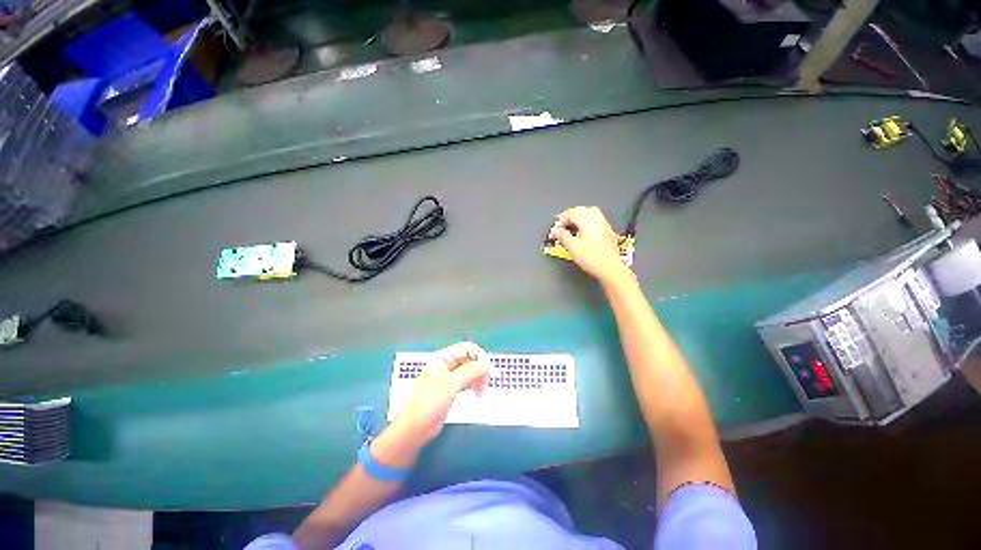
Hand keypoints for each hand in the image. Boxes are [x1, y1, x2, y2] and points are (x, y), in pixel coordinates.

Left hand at [380, 342, 491, 462]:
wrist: (414, 428)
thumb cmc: (429, 402)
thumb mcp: (450, 384)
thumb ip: (470, 371)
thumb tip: (487, 364)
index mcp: (443, 358)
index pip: (466, 348)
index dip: (479, 356)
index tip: (489, 370)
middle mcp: (446, 364)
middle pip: (469, 359)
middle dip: (480, 368)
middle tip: (488, 381)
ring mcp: (448, 377)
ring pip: (469, 371)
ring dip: (479, 378)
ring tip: (482, 391)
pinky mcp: (450, 390)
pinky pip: (467, 382)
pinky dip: (474, 385)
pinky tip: (478, 394)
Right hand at [550, 206, 632, 285]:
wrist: (610, 268)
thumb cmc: (592, 258)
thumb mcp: (572, 247)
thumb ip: (562, 236)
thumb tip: (555, 230)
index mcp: (587, 220)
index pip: (570, 213)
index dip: (560, 221)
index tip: (555, 230)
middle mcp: (596, 219)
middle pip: (580, 210)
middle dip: (569, 217)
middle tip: (561, 227)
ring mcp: (604, 224)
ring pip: (589, 213)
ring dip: (578, 218)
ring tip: (571, 227)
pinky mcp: (607, 231)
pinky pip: (595, 220)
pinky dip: (586, 222)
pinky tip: (582, 231)